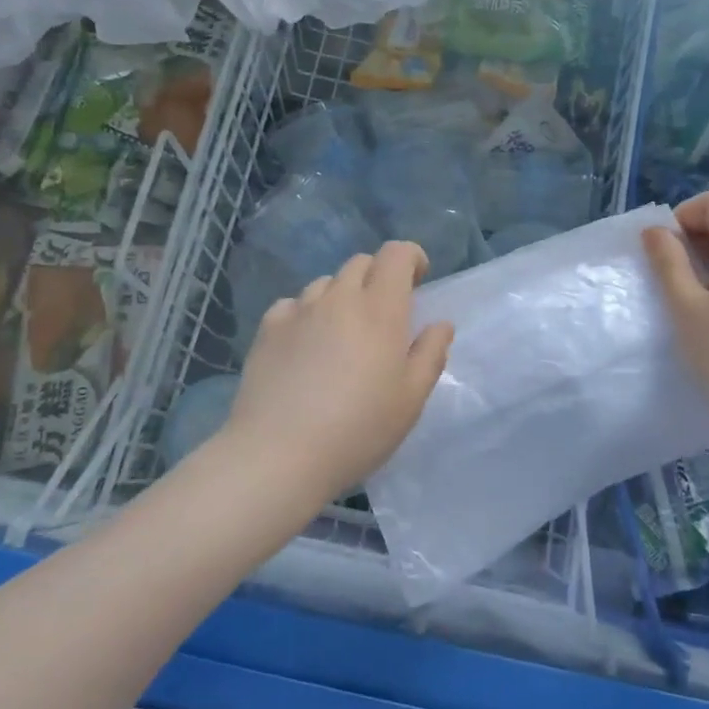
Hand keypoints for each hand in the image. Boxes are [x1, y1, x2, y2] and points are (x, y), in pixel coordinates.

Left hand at [218, 241, 453, 509]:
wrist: (279, 454)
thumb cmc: (358, 429)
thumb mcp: (410, 399)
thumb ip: (430, 354)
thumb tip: (440, 324)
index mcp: (380, 310)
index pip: (396, 254)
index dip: (411, 258)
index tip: (418, 281)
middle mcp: (338, 298)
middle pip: (360, 263)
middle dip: (378, 277)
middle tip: (384, 314)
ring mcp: (299, 311)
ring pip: (325, 283)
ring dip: (341, 296)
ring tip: (342, 333)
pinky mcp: (267, 329)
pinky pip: (292, 304)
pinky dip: (306, 313)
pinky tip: (305, 345)